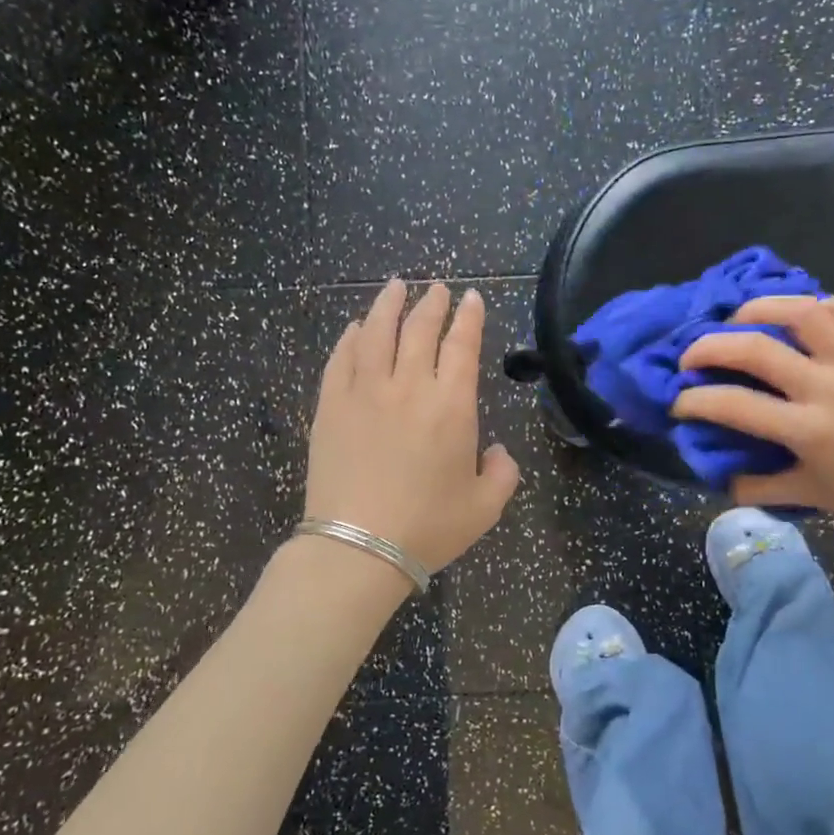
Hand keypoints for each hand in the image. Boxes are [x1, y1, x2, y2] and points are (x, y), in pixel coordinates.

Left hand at [305, 280, 520, 572]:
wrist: (358, 547)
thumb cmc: (428, 527)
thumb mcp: (485, 506)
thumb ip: (503, 473)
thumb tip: (498, 452)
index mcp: (451, 406)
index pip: (462, 345)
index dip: (469, 317)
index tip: (472, 297)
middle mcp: (409, 387)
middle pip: (420, 330)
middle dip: (432, 304)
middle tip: (437, 289)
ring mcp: (364, 392)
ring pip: (377, 333)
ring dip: (389, 305)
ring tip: (396, 287)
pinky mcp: (330, 406)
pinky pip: (341, 359)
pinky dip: (351, 337)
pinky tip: (357, 327)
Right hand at [672, 294, 833, 528]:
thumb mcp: (806, 495)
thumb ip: (756, 489)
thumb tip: (719, 476)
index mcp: (808, 429)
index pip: (735, 406)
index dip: (695, 401)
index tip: (678, 402)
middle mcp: (828, 387)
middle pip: (757, 348)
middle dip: (710, 346)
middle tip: (690, 354)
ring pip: (802, 310)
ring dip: (761, 308)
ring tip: (739, 319)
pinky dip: (818, 304)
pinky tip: (800, 318)